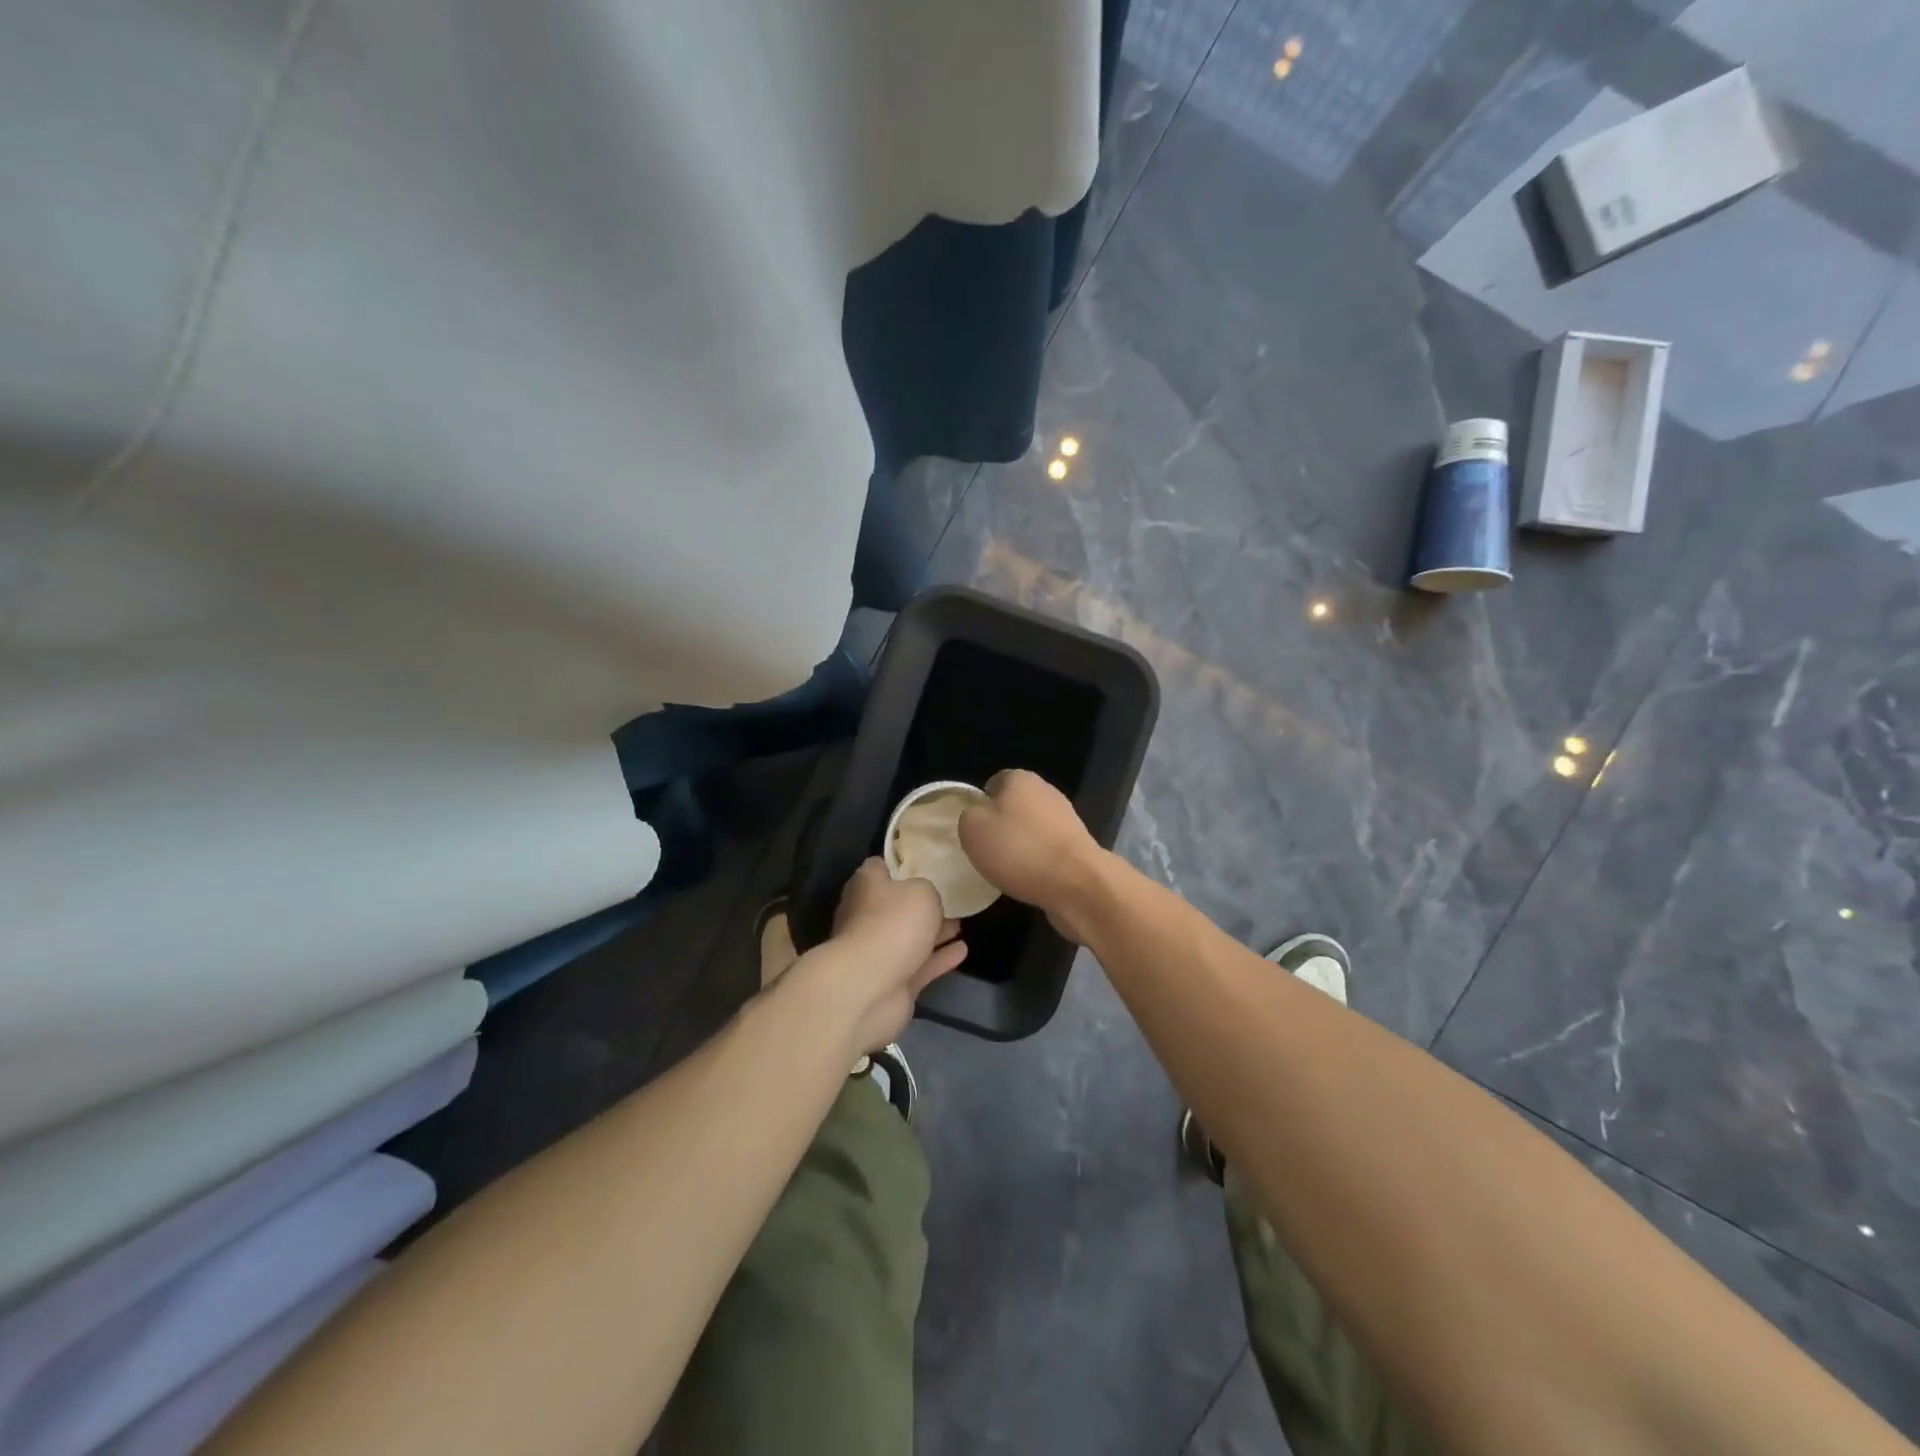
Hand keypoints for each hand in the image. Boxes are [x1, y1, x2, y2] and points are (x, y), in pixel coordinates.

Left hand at [797, 859, 966, 1053]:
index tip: (928, 862)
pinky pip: (920, 965)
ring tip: (961, 923)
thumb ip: (927, 889)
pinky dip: (940, 959)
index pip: (881, 867)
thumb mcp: (922, 891)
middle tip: (952, 897)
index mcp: (866, 886)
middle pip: (897, 904)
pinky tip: (962, 950)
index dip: (903, 864)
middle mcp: (867, 916)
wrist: (870, 987)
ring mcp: (878, 952)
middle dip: (922, 903)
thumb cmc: (893, 924)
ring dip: (934, 932)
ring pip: (910, 937)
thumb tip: (924, 898)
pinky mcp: (893, 982)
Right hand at [958, 769, 1110, 943]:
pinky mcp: (1078, 846)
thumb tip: (977, 817)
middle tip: (986, 852)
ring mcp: (1066, 819)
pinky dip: (1037, 863)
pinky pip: (1047, 851)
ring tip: (1006, 871)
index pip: (993, 783)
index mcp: (1020, 778)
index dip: (980, 805)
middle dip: (1001, 826)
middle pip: (1013, 806)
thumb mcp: (973, 829)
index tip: (973, 830)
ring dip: (1020, 847)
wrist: (1077, 884)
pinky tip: (1029, 880)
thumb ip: (968, 816)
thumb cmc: (1019, 849)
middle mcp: (1046, 791)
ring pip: (1031, 830)